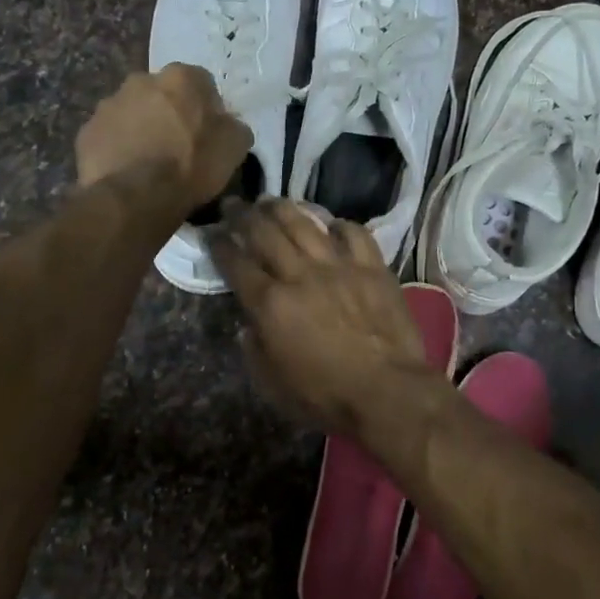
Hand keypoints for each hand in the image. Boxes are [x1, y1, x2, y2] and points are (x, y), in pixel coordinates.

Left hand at [76, 65, 252, 213]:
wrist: (137, 196)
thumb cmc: (192, 164)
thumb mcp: (235, 146)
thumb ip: (233, 126)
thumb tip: (227, 124)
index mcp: (181, 77)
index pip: (201, 83)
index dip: (206, 108)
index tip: (208, 133)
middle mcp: (142, 80)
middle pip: (161, 94)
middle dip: (169, 113)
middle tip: (177, 146)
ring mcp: (109, 104)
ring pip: (131, 112)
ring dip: (141, 128)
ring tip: (149, 162)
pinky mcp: (87, 131)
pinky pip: (109, 136)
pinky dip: (118, 148)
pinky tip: (128, 171)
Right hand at [211, 199, 435, 435]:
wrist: (388, 392)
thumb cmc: (325, 396)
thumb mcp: (272, 385)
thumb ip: (254, 349)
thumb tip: (249, 324)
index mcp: (270, 303)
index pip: (236, 263)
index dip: (219, 244)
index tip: (211, 231)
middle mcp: (300, 274)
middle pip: (265, 232)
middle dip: (243, 215)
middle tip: (234, 204)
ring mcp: (339, 266)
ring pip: (305, 223)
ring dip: (283, 208)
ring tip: (270, 201)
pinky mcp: (373, 267)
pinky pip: (354, 233)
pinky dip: (340, 225)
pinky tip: (331, 225)